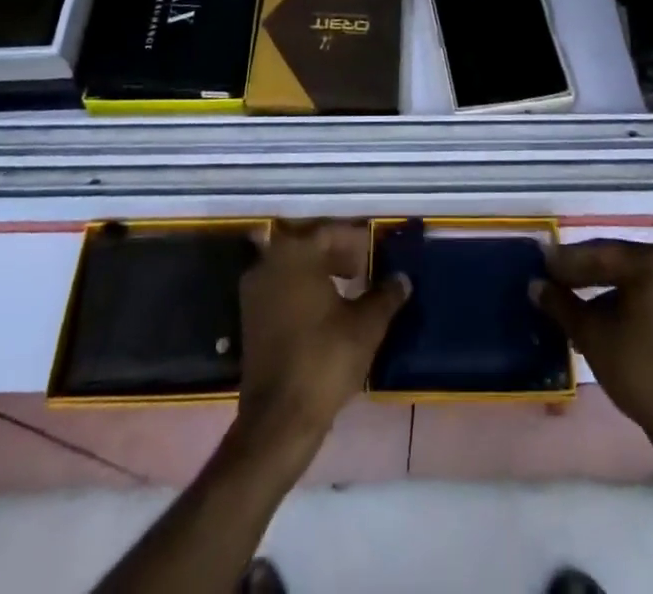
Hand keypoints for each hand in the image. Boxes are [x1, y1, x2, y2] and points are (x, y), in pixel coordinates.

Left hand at [237, 221, 409, 448]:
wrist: (280, 420)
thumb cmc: (325, 360)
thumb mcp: (366, 325)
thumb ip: (386, 295)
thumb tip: (402, 279)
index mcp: (295, 254)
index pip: (330, 232)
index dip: (357, 241)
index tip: (377, 253)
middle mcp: (269, 263)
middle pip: (309, 246)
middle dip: (339, 254)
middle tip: (366, 269)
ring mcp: (255, 291)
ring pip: (294, 268)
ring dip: (322, 272)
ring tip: (352, 289)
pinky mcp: (251, 318)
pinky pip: (282, 289)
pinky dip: (305, 291)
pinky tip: (328, 311)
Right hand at [531, 238, 652, 451]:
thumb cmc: (639, 371)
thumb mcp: (591, 335)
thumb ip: (560, 304)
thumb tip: (536, 285)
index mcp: (651, 264)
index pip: (599, 253)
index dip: (566, 261)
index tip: (542, 265)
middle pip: (618, 263)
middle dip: (584, 273)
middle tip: (554, 280)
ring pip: (634, 281)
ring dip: (603, 289)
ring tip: (574, 304)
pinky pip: (651, 297)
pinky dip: (626, 302)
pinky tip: (604, 319)